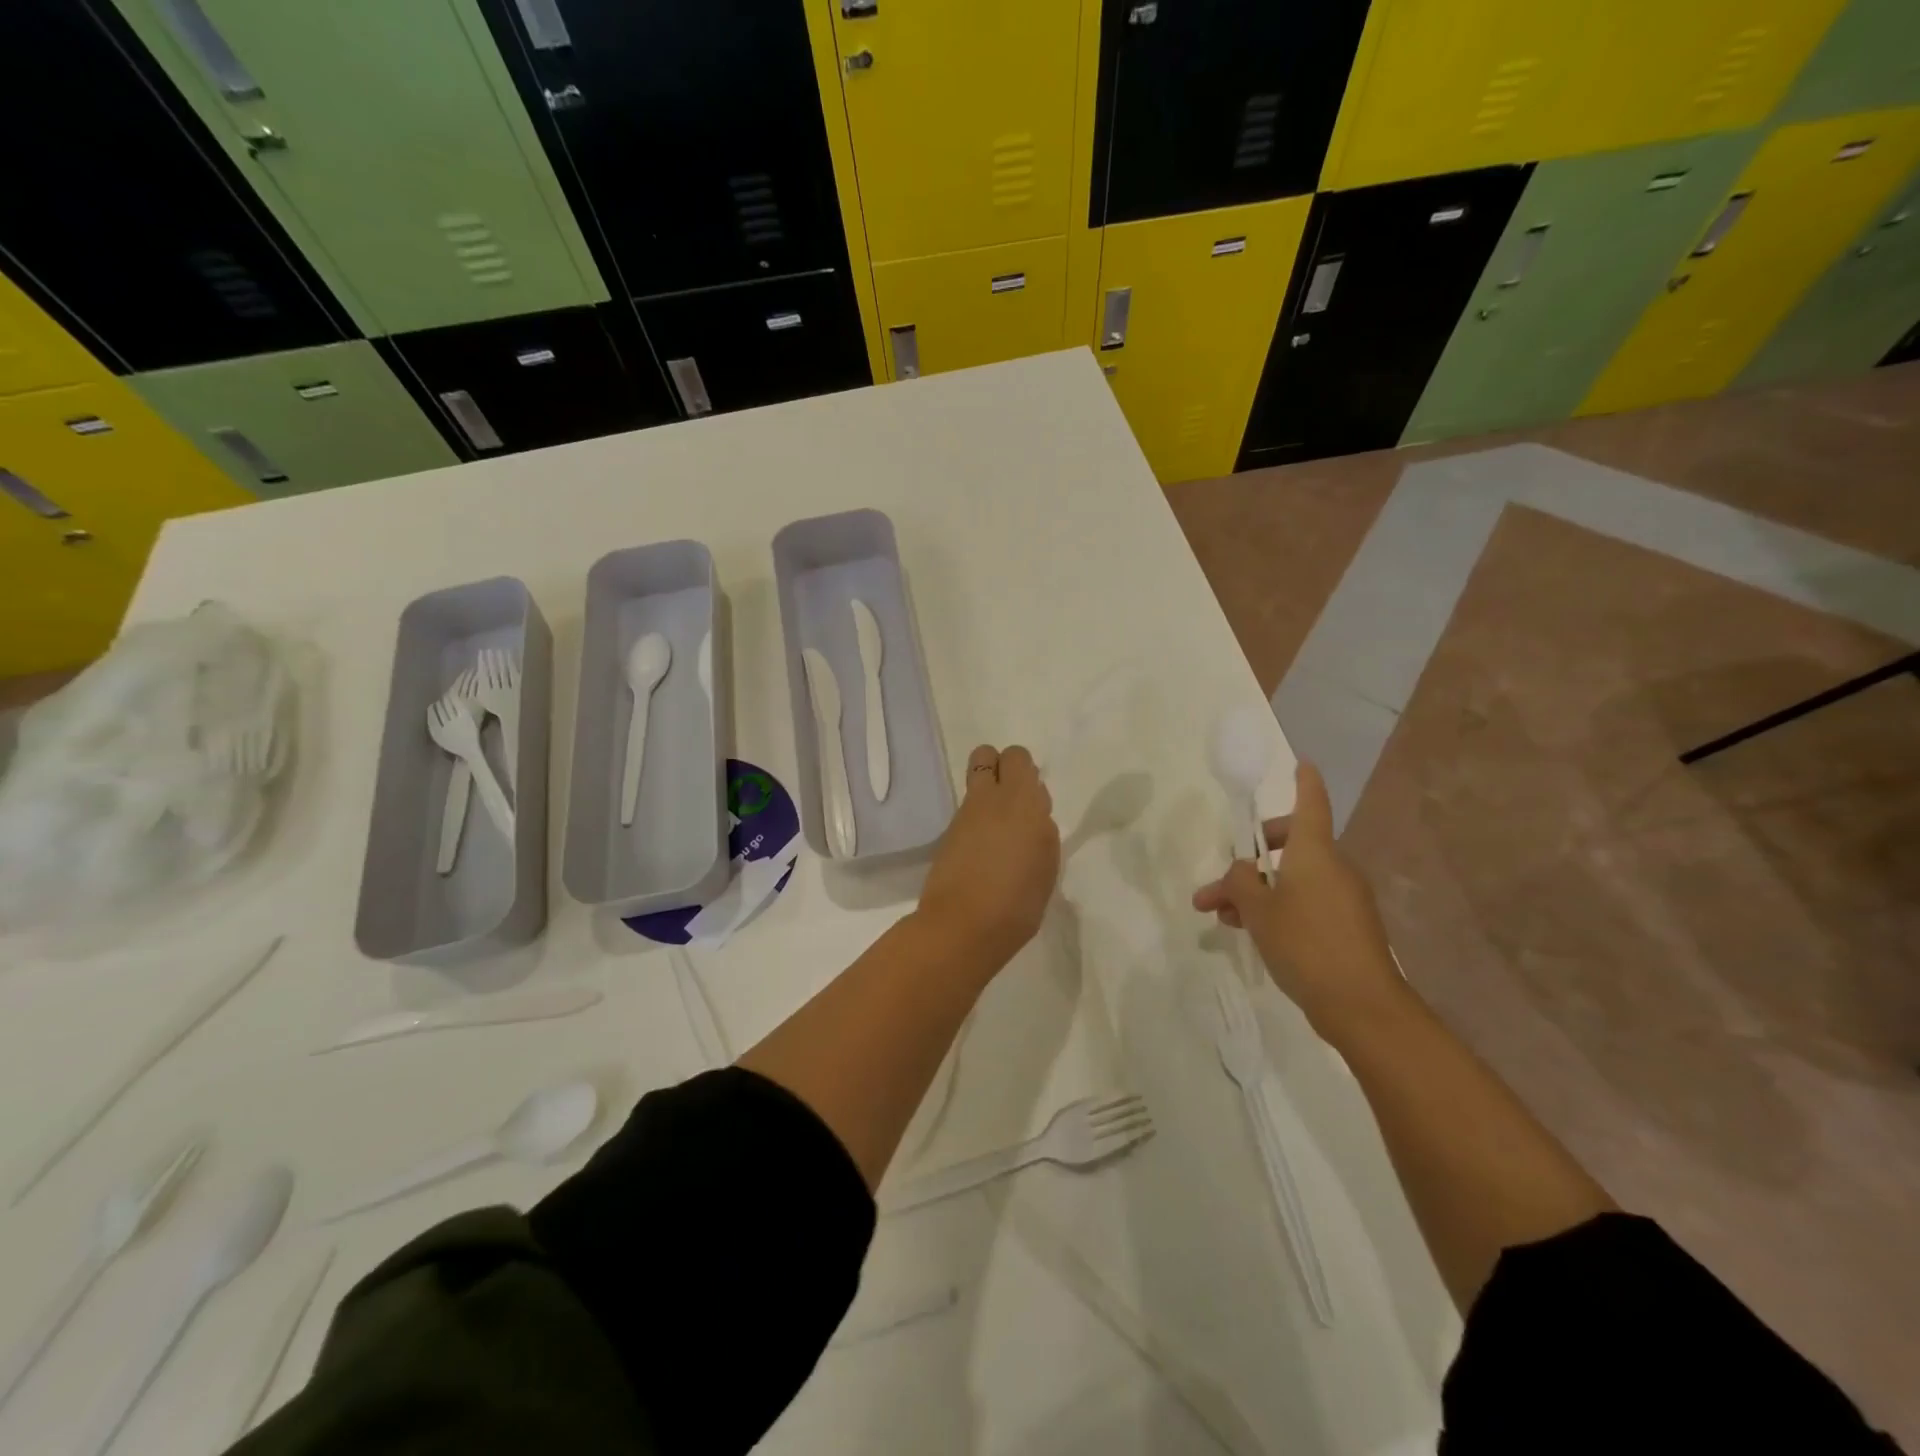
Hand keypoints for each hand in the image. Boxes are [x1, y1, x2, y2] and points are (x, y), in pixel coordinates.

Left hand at [918, 744, 1059, 969]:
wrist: (963, 926)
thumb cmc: (1018, 902)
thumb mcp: (1047, 866)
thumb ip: (1041, 832)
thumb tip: (1032, 819)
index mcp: (1023, 801)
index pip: (1018, 758)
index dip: (1024, 771)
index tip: (1033, 799)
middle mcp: (990, 798)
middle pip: (986, 754)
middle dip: (1000, 767)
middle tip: (1014, 802)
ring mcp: (964, 815)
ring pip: (974, 781)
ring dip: (987, 794)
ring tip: (1000, 833)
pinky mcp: (947, 834)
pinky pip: (966, 811)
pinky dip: (976, 821)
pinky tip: (984, 852)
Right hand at [1192, 761, 1406, 1042]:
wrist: (1361, 1006)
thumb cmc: (1305, 944)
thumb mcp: (1258, 910)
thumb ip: (1239, 882)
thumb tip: (1240, 870)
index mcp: (1314, 853)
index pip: (1311, 804)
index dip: (1304, 782)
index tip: (1302, 764)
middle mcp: (1333, 868)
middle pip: (1290, 846)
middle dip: (1249, 861)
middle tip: (1219, 884)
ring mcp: (1343, 899)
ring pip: (1291, 880)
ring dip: (1256, 892)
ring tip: (1222, 918)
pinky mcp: (1347, 927)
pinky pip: (1305, 903)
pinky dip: (1277, 909)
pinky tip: (1250, 932)